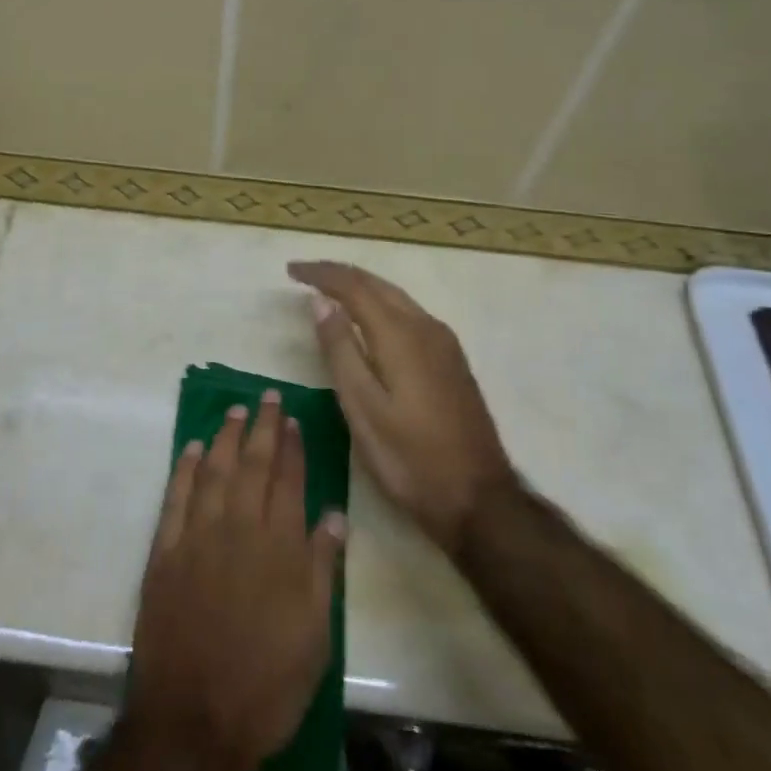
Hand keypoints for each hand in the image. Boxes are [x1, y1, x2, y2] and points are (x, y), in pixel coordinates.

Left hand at [126, 393, 345, 770]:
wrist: (194, 719)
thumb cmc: (266, 683)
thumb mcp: (315, 635)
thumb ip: (323, 568)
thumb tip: (334, 515)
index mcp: (280, 547)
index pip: (288, 480)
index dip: (292, 446)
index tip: (293, 419)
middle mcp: (239, 528)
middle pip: (252, 465)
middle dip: (262, 427)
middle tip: (266, 396)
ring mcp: (197, 536)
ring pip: (213, 470)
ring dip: (224, 437)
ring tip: (234, 411)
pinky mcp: (165, 551)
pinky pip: (175, 497)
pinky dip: (183, 468)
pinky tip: (190, 448)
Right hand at [289, 260, 517, 554]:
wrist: (479, 499)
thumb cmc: (410, 459)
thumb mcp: (362, 409)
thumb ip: (340, 351)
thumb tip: (320, 302)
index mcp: (401, 336)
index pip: (354, 287)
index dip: (321, 274)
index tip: (290, 271)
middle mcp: (426, 327)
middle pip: (377, 284)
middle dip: (339, 274)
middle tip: (305, 274)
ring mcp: (444, 343)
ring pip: (396, 297)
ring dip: (361, 287)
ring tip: (329, 290)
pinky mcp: (451, 360)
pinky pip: (409, 313)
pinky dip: (380, 305)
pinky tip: (368, 319)